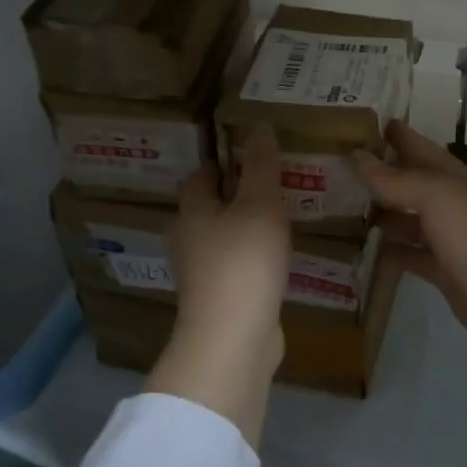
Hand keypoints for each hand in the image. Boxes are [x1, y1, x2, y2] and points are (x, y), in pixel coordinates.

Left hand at [148, 124, 290, 446]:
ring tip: (278, 218)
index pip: (198, 177)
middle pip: (206, 209)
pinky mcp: (219, 301)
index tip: (246, 154)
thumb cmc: (243, 262)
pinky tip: (276, 259)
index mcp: (192, 212)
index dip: (219, 163)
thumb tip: (259, 125)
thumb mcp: (260, 205)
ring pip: (221, 240)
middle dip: (232, 195)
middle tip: (268, 183)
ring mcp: (201, 275)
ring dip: (243, 228)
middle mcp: (189, 241)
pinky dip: (251, 258)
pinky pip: (235, 268)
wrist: (233, 340)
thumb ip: (261, 166)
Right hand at [353, 121, 466, 393]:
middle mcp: (451, 203)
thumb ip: (396, 179)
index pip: (419, 147)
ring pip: (409, 219)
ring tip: (342, 206)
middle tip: (338, 167)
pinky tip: (367, 248)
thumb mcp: (436, 197)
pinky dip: (392, 250)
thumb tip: (358, 156)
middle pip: (412, 183)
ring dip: (382, 212)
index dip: (395, 134)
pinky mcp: (444, 272)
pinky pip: (412, 254)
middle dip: (381, 174)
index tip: (360, 124)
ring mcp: (449, 239)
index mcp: (454, 177)